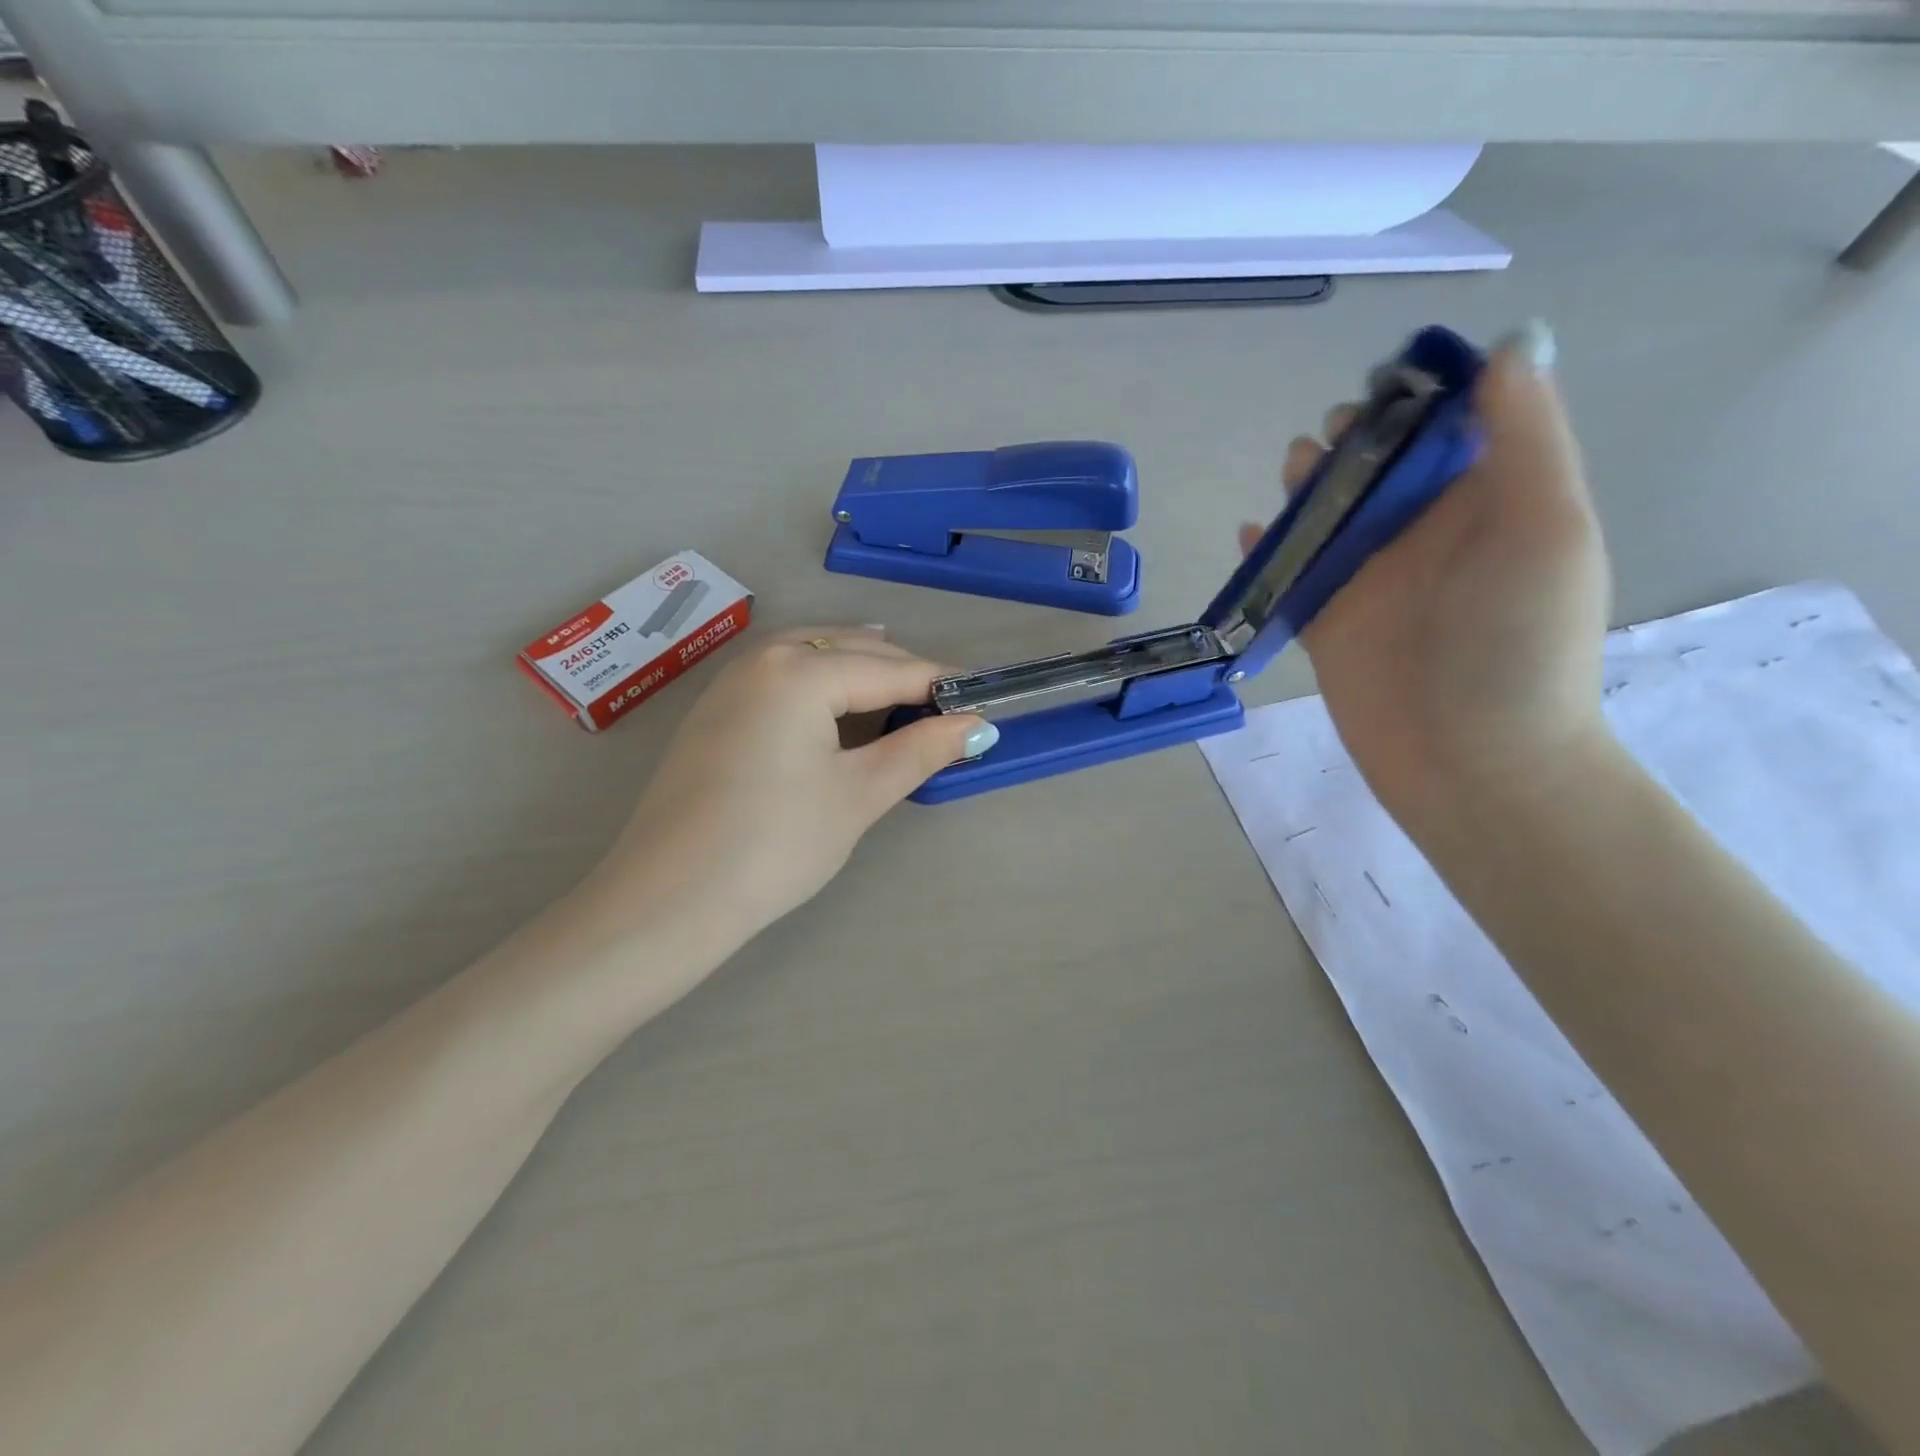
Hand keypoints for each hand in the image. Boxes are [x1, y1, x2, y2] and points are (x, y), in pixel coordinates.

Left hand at [581, 627, 988, 949]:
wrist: (668, 899)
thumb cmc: (775, 844)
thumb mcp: (858, 795)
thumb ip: (919, 751)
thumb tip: (973, 725)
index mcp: (800, 671)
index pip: (888, 669)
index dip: (938, 685)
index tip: (982, 701)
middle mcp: (762, 660)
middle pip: (849, 649)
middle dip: (900, 671)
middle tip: (945, 707)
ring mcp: (730, 683)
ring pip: (811, 654)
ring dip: (859, 667)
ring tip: (900, 691)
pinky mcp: (714, 711)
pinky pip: (781, 675)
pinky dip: (820, 680)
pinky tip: (837, 704)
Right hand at [1244, 322, 1613, 826]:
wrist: (1468, 761)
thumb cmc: (1517, 645)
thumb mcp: (1544, 529)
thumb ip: (1525, 438)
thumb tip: (1509, 344)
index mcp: (1483, 503)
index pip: (1446, 428)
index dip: (1415, 396)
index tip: (1384, 383)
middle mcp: (1422, 535)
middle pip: (1375, 467)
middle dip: (1350, 441)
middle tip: (1328, 444)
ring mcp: (1367, 580)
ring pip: (1326, 513)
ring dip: (1305, 485)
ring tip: (1292, 473)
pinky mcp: (1322, 621)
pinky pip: (1286, 573)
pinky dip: (1265, 549)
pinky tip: (1248, 531)